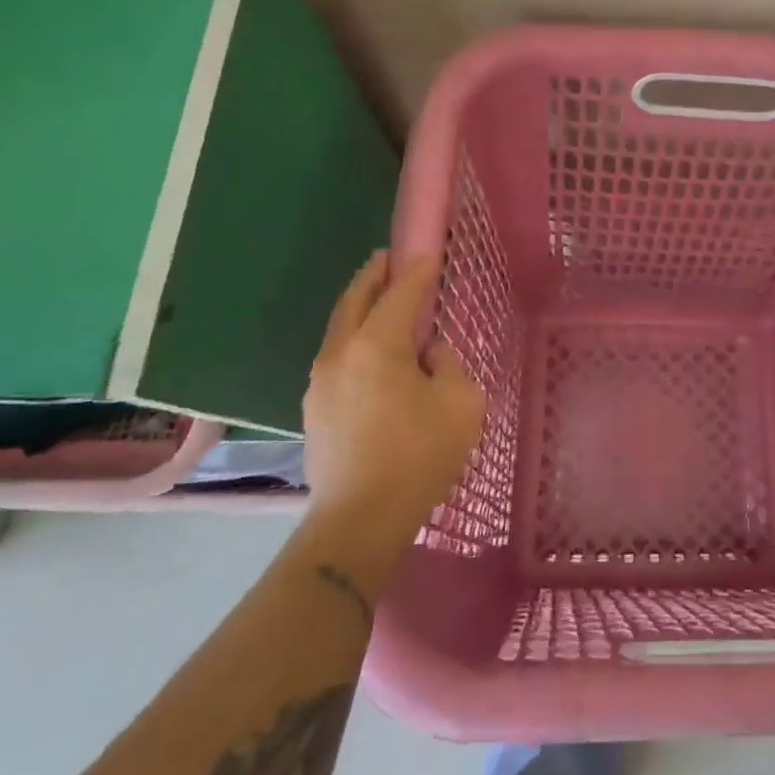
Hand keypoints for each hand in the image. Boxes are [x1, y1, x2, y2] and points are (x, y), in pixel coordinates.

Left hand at [301, 251, 486, 567]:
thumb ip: (447, 365)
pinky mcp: (314, 409)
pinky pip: (337, 355)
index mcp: (376, 346)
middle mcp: (340, 354)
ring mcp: (320, 382)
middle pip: (355, 300)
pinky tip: (372, 351)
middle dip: (373, 275)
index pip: (400, 294)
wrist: (359, 521)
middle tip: (389, 258)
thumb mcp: (460, 403)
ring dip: (360, 306)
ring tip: (381, 299)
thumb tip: (427, 355)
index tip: (429, 254)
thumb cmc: (418, 456)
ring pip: (340, 328)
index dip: (417, 272)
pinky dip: (354, 337)